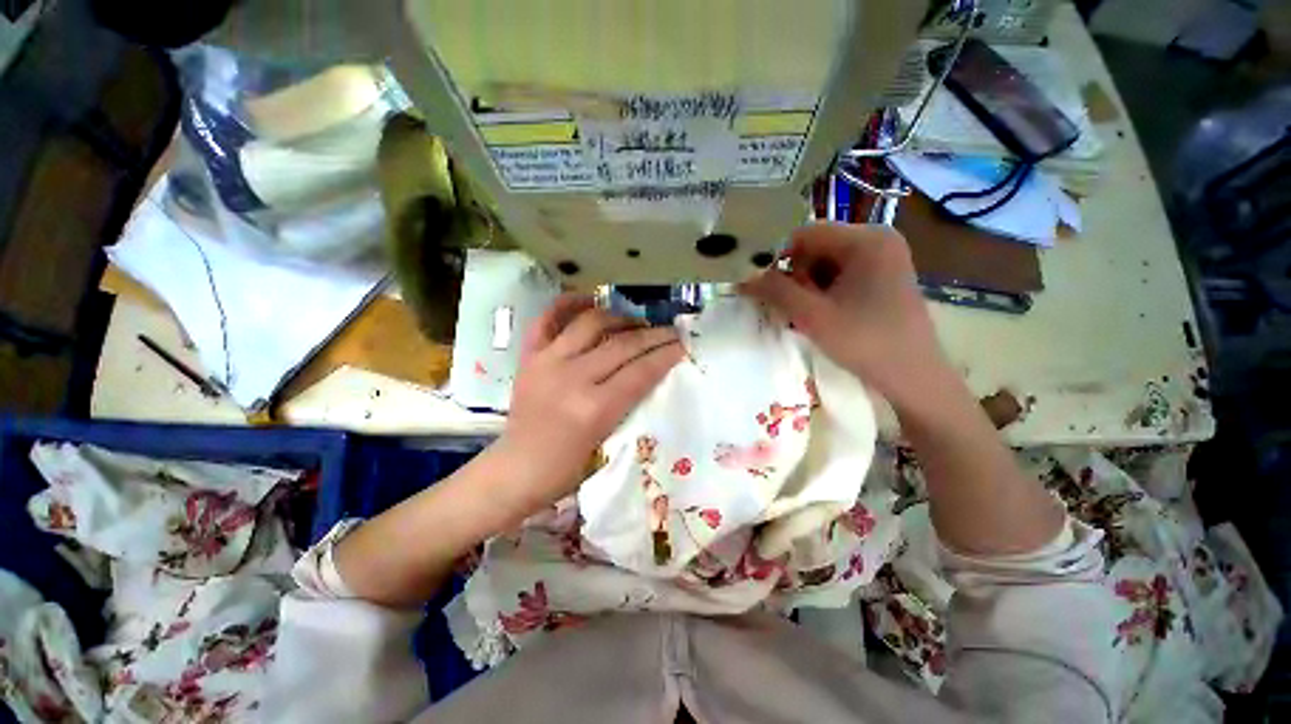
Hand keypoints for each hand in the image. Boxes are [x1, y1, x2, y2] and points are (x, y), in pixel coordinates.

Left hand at [494, 294, 684, 516]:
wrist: (517, 470)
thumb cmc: (567, 469)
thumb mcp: (608, 441)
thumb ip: (630, 404)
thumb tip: (651, 372)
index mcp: (595, 408)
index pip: (641, 371)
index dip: (666, 354)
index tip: (683, 344)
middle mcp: (572, 377)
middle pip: (623, 345)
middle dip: (653, 335)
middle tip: (670, 331)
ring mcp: (547, 362)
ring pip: (591, 323)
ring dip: (619, 318)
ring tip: (635, 322)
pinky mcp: (528, 357)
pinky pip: (547, 319)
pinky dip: (567, 305)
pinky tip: (589, 300)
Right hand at [740, 223, 946, 412]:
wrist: (913, 377)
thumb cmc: (864, 342)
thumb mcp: (812, 316)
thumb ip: (775, 291)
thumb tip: (743, 278)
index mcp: (866, 240)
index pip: (805, 234)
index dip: (777, 258)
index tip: (762, 286)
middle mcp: (878, 239)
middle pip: (816, 247)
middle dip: (795, 276)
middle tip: (789, 306)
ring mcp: (883, 258)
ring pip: (826, 262)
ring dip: (807, 286)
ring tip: (806, 315)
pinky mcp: (883, 276)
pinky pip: (841, 274)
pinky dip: (823, 291)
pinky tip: (821, 314)